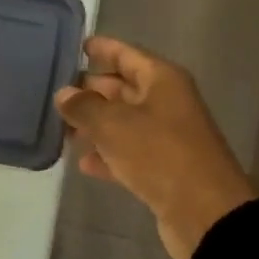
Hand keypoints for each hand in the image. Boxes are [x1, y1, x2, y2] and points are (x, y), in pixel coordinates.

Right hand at [56, 36, 256, 258]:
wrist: (204, 212)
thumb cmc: (159, 154)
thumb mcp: (114, 125)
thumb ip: (84, 107)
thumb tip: (64, 94)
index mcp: (162, 80)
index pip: (126, 54)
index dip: (102, 48)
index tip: (75, 46)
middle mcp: (166, 102)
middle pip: (123, 88)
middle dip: (91, 90)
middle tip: (54, 91)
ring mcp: (166, 136)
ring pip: (123, 122)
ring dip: (95, 124)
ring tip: (60, 127)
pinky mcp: (163, 169)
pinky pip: (129, 153)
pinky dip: (108, 155)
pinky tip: (82, 163)